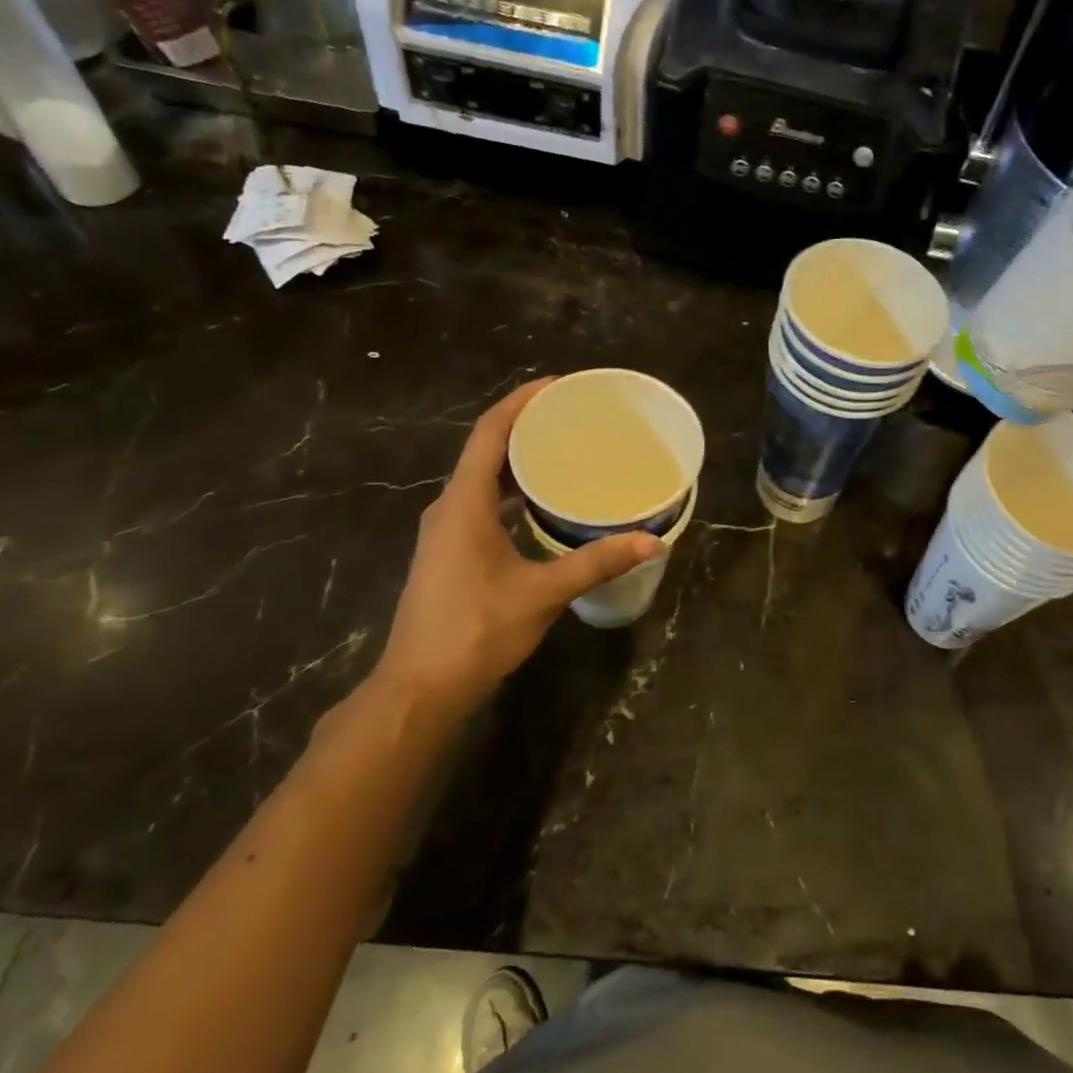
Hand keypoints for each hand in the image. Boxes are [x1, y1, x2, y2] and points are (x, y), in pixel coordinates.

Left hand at [369, 379, 661, 711]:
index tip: (558, 385)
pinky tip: (545, 505)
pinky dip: (514, 493)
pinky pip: (485, 505)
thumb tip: (652, 541)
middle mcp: (450, 507)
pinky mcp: (453, 553)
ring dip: (521, 461)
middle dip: (527, 426)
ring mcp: (448, 532)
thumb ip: (596, 562)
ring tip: (567, 452)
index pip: (490, 432)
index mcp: (464, 503)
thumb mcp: (542, 593)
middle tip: (575, 417)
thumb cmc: (476, 631)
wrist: (420, 687)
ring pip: (485, 480)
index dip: (522, 401)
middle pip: (487, 449)